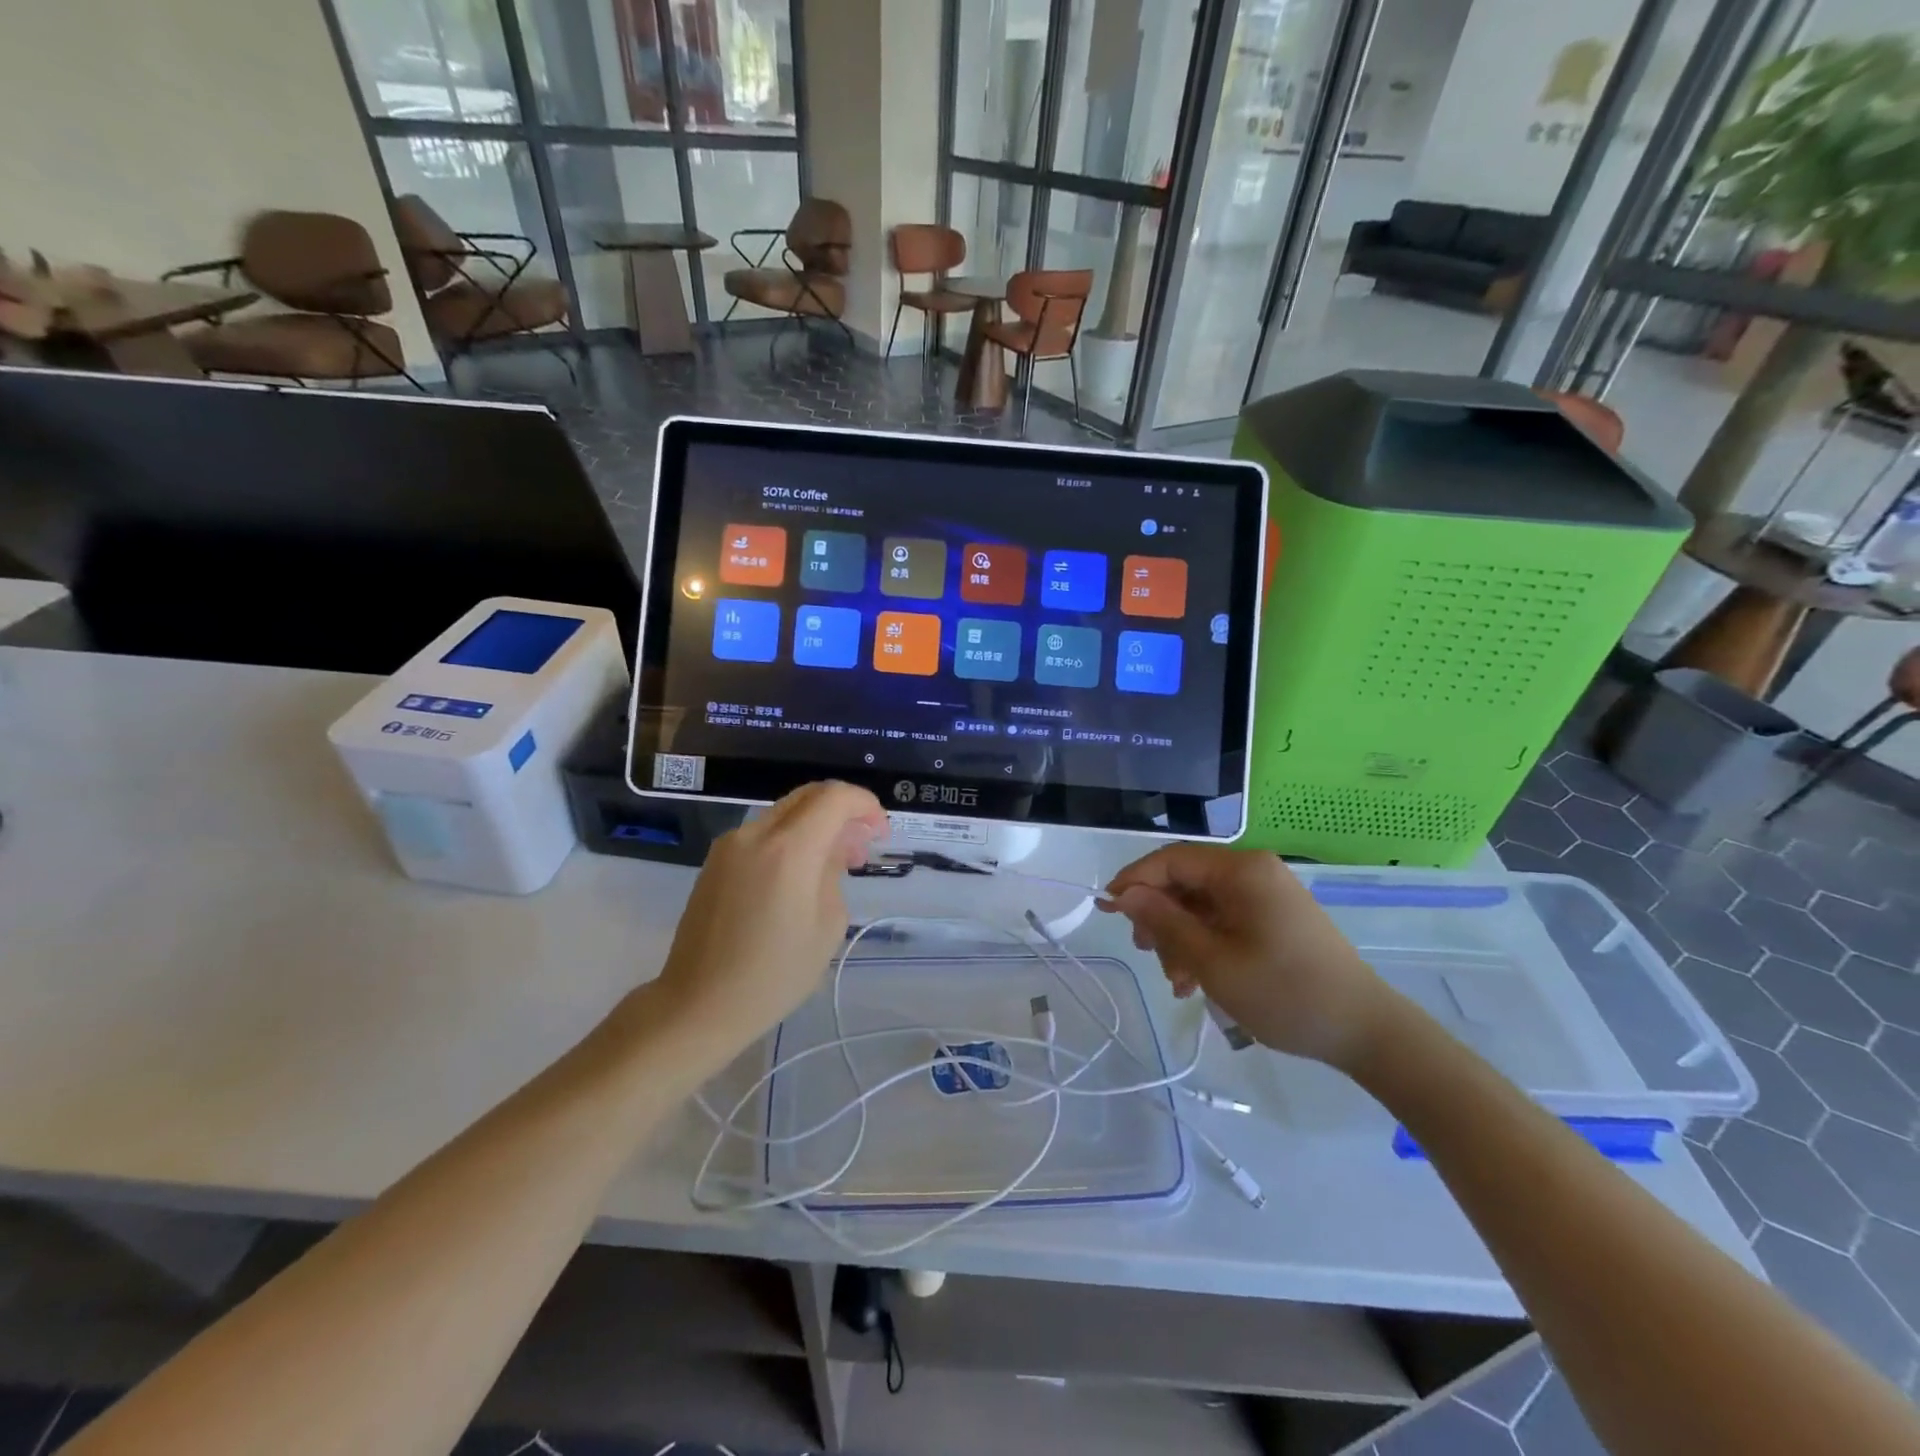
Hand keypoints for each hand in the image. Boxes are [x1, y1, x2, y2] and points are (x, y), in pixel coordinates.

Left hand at [650, 782, 885, 1056]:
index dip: (865, 805)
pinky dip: (791, 839)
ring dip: (817, 825)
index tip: (880, 833)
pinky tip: (800, 874)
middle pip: (809, 795)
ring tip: (835, 864)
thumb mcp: (827, 926)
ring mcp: (730, 845)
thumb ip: (834, 874)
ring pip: (786, 812)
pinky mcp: (715, 861)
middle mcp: (756, 834)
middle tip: (862, 846)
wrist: (698, 1004)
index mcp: (788, 850)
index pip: (834, 797)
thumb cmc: (774, 975)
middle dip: (843, 811)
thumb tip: (834, 849)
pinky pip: (763, 833)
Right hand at [1101, 846, 1393, 1070]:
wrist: (1364, 1030)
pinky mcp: (1275, 917)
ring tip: (1177, 981)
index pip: (1171, 859)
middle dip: (1159, 916)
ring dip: (1180, 937)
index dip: (1135, 880)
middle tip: (1146, 952)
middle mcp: (1253, 871)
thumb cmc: (1283, 992)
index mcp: (1241, 870)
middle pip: (1185, 881)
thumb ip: (1164, 921)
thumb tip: (1125, 894)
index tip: (1107, 909)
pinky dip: (1204, 943)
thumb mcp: (1212, 960)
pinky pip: (1224, 919)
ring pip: (1201, 904)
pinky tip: (1196, 980)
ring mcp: (1266, 894)